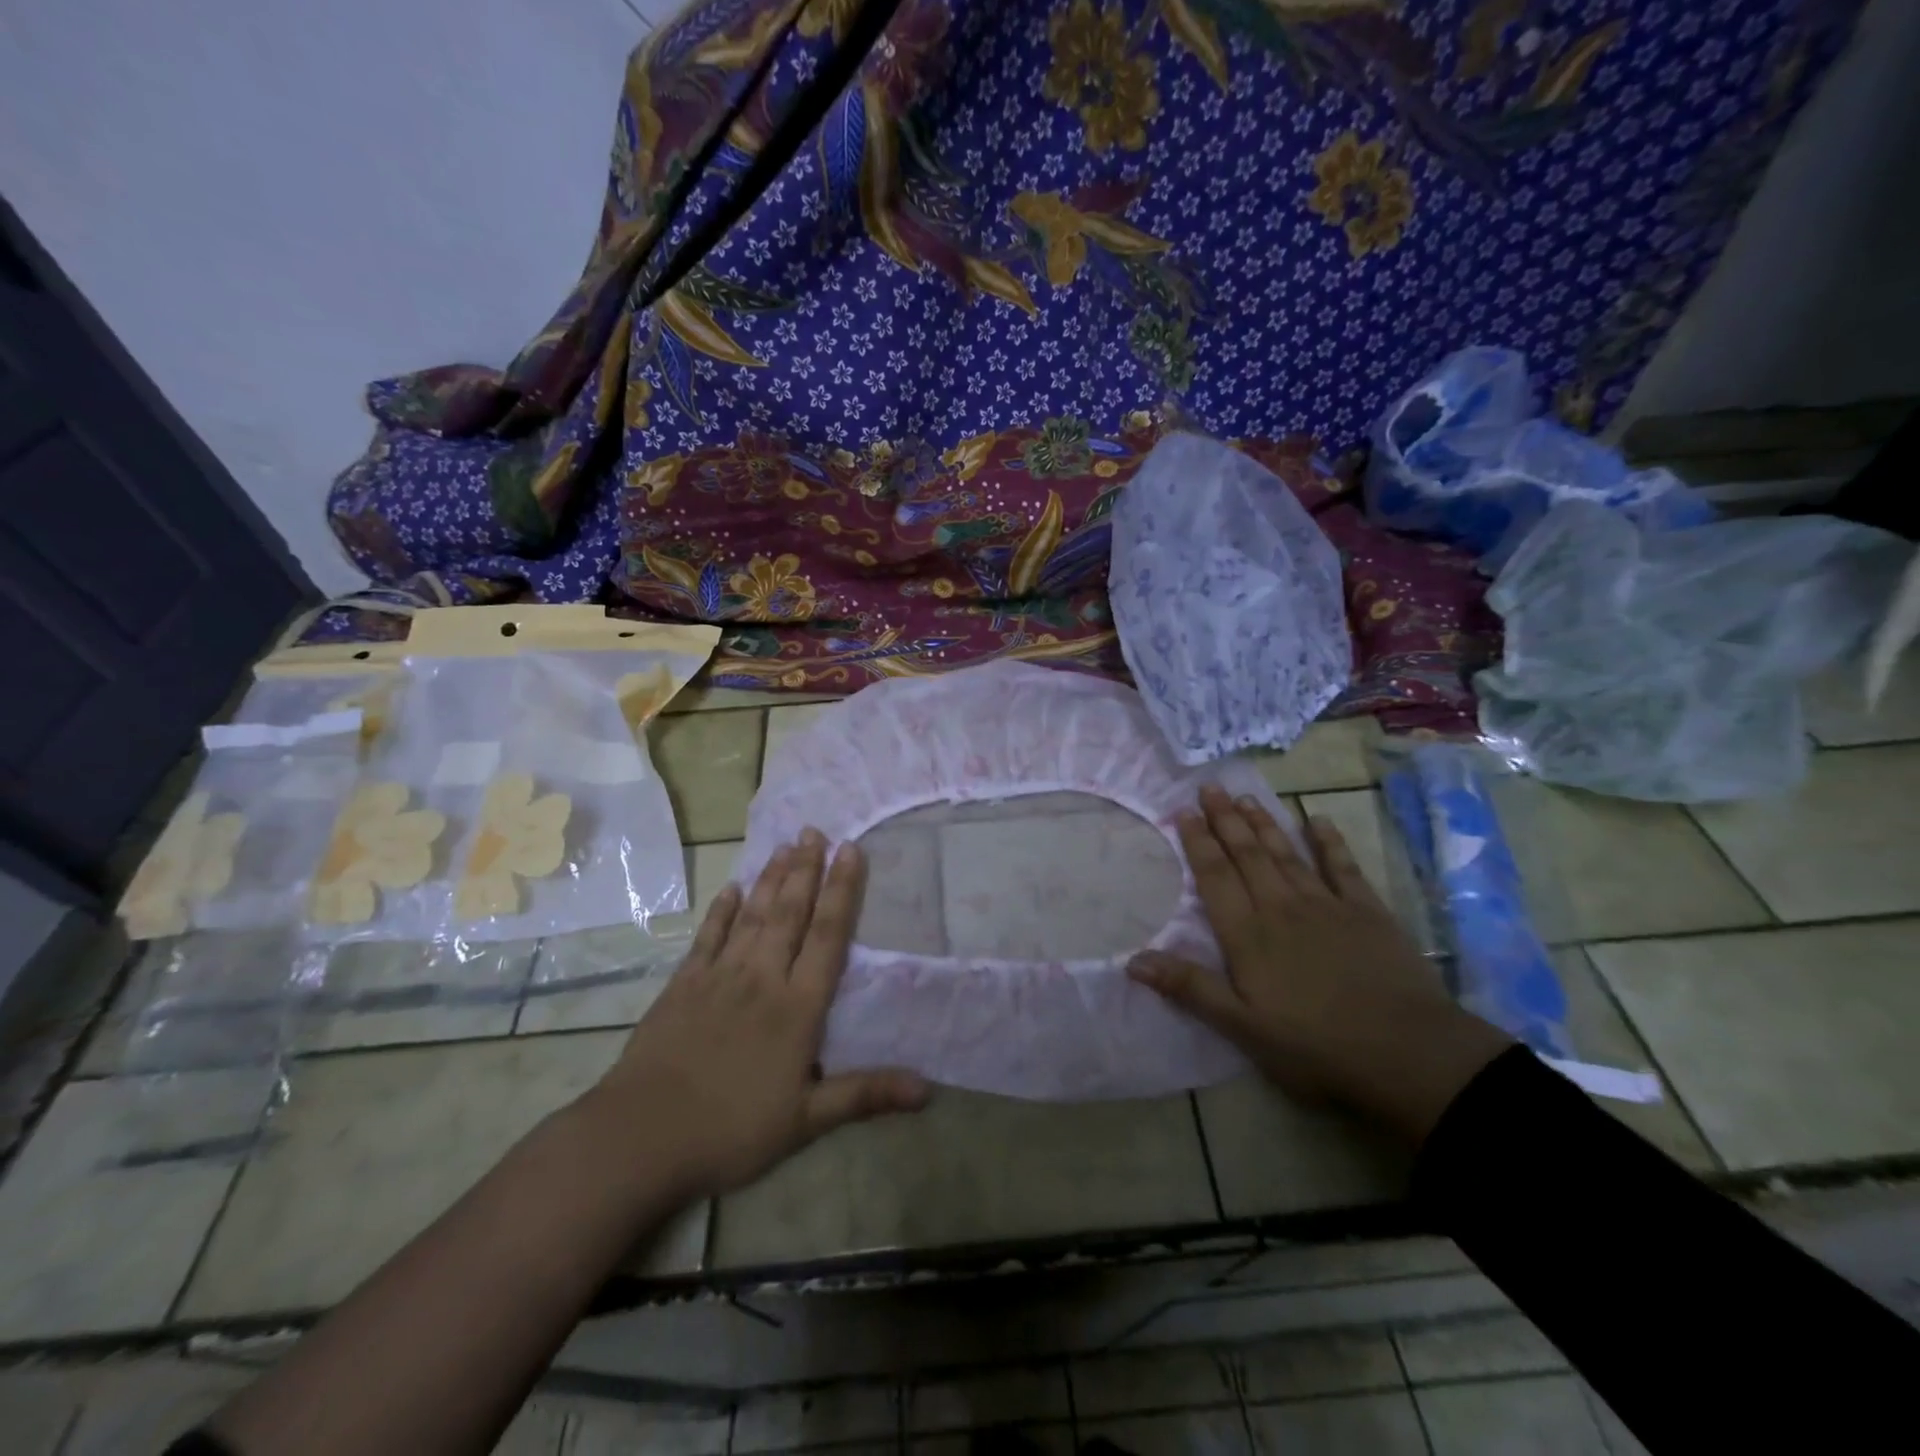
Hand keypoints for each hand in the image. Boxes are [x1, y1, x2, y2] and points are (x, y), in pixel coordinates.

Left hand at [587, 830, 929, 1199]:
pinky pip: (709, 937)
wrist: (642, 1135)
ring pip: (753, 916)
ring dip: (771, 879)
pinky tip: (732, 889)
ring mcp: (719, 977)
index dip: (841, 891)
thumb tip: (927, 1089)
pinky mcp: (683, 985)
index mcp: (797, 1007)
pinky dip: (722, 910)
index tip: (850, 850)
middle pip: (790, 913)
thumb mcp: (806, 1120)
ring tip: (785, 845)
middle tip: (814, 830)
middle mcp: (762, 978)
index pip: (827, 936)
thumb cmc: (732, 1129)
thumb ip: (865, 1095)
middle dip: (805, 869)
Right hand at [1129, 785, 1512, 1144]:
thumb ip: (1189, 988)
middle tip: (1210, 787)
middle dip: (1226, 820)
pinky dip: (1329, 842)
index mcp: (1249, 935)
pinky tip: (1317, 820)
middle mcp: (1282, 908)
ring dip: (1264, 824)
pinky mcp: (1368, 913)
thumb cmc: (1315, 1046)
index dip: (1198, 843)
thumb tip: (1133, 959)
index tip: (1183, 812)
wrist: (1408, 1055)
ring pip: (1287, 854)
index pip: (1215, 878)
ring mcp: (1327, 906)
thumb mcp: (1242, 1027)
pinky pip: (1343, 867)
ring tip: (1246, 797)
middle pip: (1248, 855)